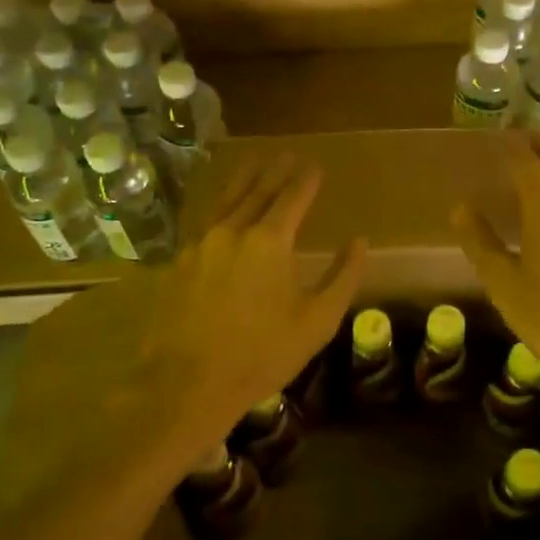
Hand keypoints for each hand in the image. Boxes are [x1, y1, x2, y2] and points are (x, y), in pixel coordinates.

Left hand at [129, 154, 364, 461]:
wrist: (187, 384)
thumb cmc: (261, 354)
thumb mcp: (317, 321)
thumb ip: (343, 277)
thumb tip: (361, 242)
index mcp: (269, 241)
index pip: (292, 198)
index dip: (305, 180)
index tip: (314, 165)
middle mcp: (232, 231)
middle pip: (257, 191)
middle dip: (274, 171)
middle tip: (286, 154)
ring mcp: (200, 245)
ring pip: (225, 201)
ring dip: (243, 180)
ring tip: (253, 163)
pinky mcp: (178, 263)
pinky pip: (204, 222)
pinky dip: (219, 206)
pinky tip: (221, 210)